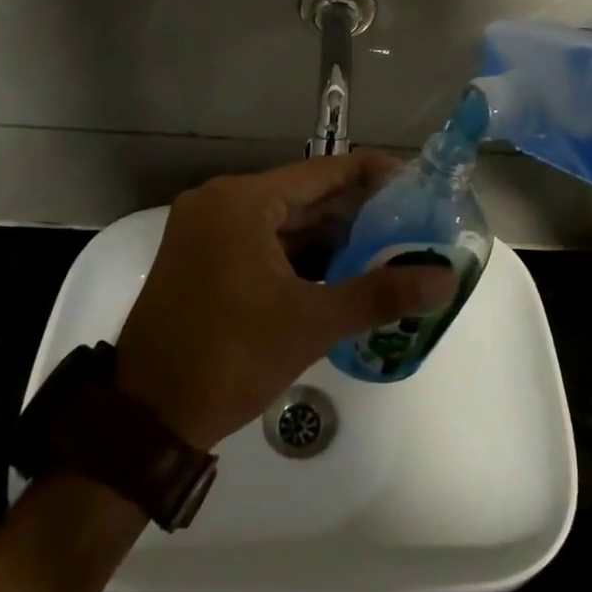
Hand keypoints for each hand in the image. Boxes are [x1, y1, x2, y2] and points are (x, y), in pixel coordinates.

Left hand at [114, 153, 457, 448]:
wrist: (147, 418)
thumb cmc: (229, 358)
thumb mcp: (311, 324)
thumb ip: (381, 294)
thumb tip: (445, 278)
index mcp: (241, 201)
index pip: (322, 172)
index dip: (371, 175)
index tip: (415, 185)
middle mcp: (220, 202)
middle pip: (303, 196)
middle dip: (355, 213)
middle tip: (409, 225)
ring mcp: (206, 230)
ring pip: (283, 222)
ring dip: (329, 237)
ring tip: (385, 250)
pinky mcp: (201, 257)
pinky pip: (261, 242)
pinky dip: (298, 255)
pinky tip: (339, 273)